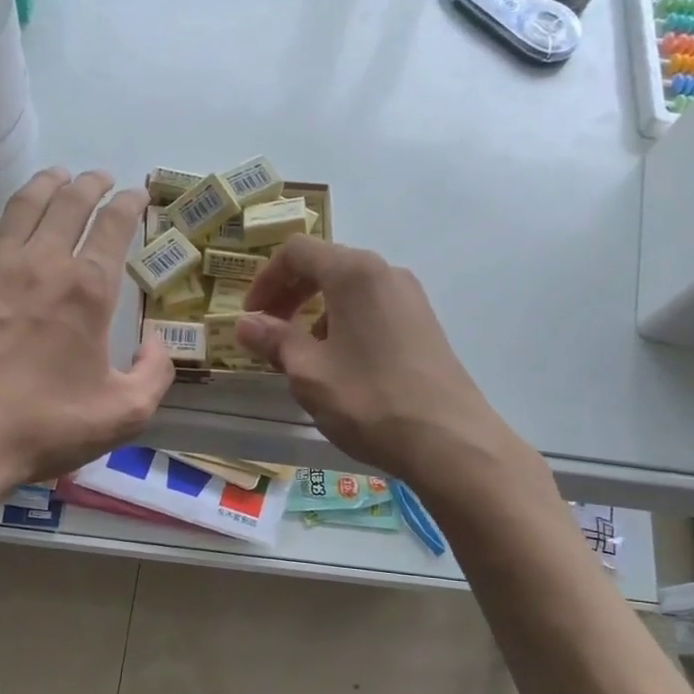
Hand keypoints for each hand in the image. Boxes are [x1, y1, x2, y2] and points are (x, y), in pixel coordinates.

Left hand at [0, 168, 173, 492]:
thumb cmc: (44, 425)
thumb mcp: (124, 414)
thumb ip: (155, 373)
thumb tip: (157, 342)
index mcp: (88, 289)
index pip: (114, 225)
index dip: (129, 204)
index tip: (136, 195)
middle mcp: (41, 262)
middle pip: (69, 202)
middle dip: (90, 183)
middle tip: (100, 178)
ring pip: (22, 205)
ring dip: (46, 185)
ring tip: (56, 178)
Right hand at [235, 235, 524, 487]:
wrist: (449, 441)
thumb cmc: (369, 399)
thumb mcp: (309, 372)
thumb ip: (274, 340)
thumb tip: (243, 323)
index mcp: (354, 272)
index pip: (297, 252)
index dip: (265, 280)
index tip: (250, 317)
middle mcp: (385, 273)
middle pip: (325, 266)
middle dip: (289, 295)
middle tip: (267, 332)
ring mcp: (410, 298)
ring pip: (350, 290)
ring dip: (316, 312)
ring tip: (301, 355)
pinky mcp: (424, 325)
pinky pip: (373, 309)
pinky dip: (344, 324)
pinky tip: (339, 366)